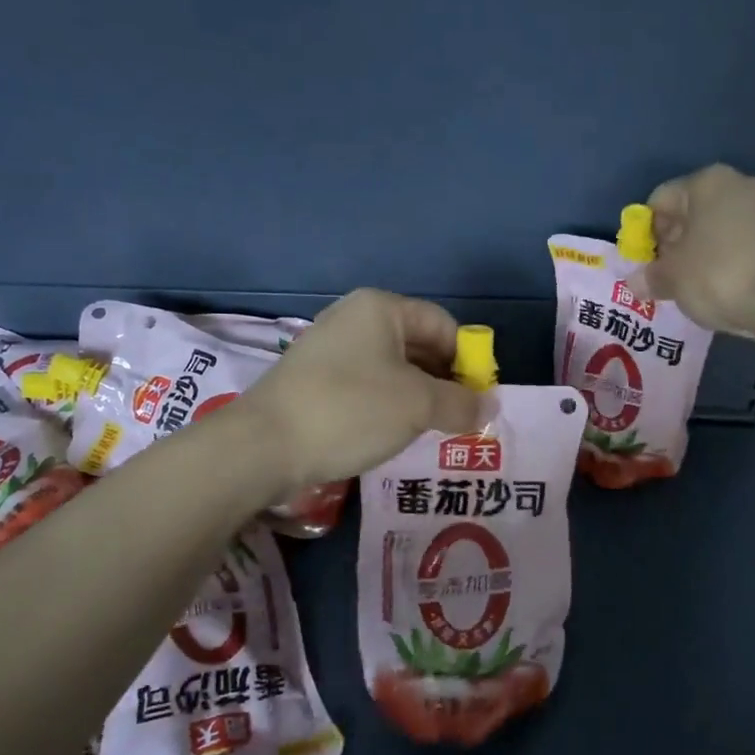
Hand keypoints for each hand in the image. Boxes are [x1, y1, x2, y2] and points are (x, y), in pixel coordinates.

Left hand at [242, 290, 483, 489]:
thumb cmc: (350, 410)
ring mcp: (331, 348)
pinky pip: (367, 384)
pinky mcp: (315, 378)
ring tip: (431, 431)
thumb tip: (491, 406)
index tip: (478, 400)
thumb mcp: (418, 406)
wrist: (263, 446)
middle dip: (444, 381)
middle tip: (459, 419)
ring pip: (393, 368)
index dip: (468, 360)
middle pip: (419, 344)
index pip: (444, 325)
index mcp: (382, 308)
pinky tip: (393, 433)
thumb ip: (462, 403)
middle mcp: (355, 318)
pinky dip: (388, 404)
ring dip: (418, 397)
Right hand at [643, 164, 754, 337]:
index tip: (646, 264)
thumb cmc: (718, 275)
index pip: (660, 201)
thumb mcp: (671, 278)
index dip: (645, 234)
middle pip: (690, 213)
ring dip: (700, 254)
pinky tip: (724, 289)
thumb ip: (649, 276)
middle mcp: (738, 184)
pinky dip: (728, 262)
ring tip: (695, 288)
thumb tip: (635, 282)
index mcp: (706, 182)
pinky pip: (742, 245)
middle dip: (674, 244)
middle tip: (667, 277)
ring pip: (717, 229)